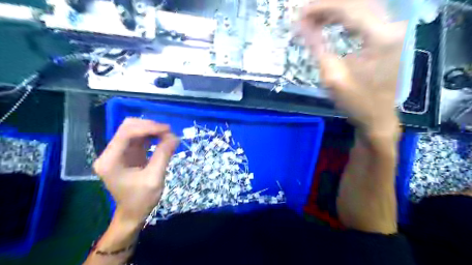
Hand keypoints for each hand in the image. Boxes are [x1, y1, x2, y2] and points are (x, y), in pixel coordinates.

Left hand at [94, 118, 178, 224]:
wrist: (133, 214)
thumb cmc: (141, 200)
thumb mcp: (154, 178)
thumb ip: (163, 155)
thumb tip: (175, 137)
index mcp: (110, 160)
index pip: (126, 133)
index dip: (148, 127)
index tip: (168, 130)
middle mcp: (110, 153)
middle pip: (128, 128)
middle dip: (150, 127)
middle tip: (169, 133)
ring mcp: (118, 152)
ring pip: (134, 130)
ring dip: (152, 130)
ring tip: (168, 136)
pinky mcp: (127, 154)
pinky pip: (139, 138)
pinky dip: (152, 136)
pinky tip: (163, 139)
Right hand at [300, 0, 406, 138]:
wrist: (377, 116)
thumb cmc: (355, 101)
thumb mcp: (332, 76)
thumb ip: (317, 46)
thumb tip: (300, 25)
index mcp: (380, 36)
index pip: (348, 8)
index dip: (321, 7)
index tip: (300, 13)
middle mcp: (391, 25)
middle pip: (356, 1)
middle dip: (327, 5)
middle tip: (304, 14)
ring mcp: (392, 28)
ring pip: (361, 5)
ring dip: (335, 9)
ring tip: (313, 18)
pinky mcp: (388, 35)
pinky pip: (364, 15)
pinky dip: (344, 16)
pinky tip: (329, 22)